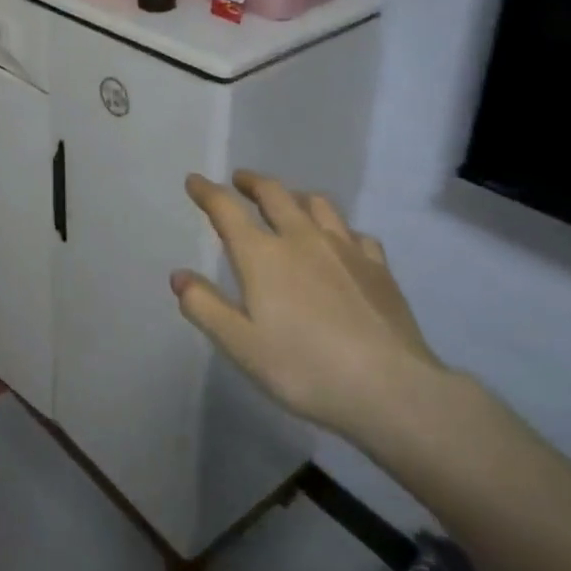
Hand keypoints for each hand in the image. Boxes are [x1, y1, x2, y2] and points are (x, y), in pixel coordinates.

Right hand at [172, 171, 442, 439]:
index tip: (194, 180)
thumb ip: (204, 307)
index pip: (226, 209)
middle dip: (252, 182)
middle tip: (240, 181)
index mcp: (262, 255)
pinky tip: (340, 242)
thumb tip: (178, 276)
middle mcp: (301, 239)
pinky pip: (354, 233)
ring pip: (317, 205)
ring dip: (295, 197)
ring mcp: (344, 249)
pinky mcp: (378, 268)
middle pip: (274, 194)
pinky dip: (338, 229)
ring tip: (289, 202)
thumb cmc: (305, 368)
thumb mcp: (240, 345)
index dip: (207, 191)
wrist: (392, 390)